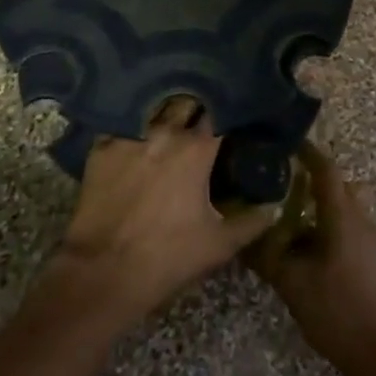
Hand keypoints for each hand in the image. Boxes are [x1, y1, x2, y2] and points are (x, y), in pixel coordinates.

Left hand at [54, 97, 276, 324]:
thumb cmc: (167, 257)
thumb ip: (251, 222)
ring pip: (153, 109)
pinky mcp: (100, 148)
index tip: (235, 114)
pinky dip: (132, 127)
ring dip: (165, 112)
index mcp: (196, 149)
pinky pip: (121, 125)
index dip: (228, 111)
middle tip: (203, 117)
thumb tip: (274, 208)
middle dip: (197, 106)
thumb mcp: (219, 245)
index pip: (220, 113)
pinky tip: (136, 134)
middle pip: (186, 102)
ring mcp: (129, 136)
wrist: (103, 273)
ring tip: (170, 119)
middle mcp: (164, 131)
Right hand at [251, 146, 375, 375]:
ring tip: (293, 222)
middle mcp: (362, 220)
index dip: (308, 153)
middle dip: (313, 181)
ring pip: (347, 209)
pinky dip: (332, 228)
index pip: (326, 170)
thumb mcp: (291, 283)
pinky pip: (352, 229)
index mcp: (342, 216)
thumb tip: (243, 235)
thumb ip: (266, 255)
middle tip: (284, 186)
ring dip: (323, 207)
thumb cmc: (335, 311)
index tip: (288, 145)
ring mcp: (373, 241)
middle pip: (339, 186)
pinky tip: (312, 253)